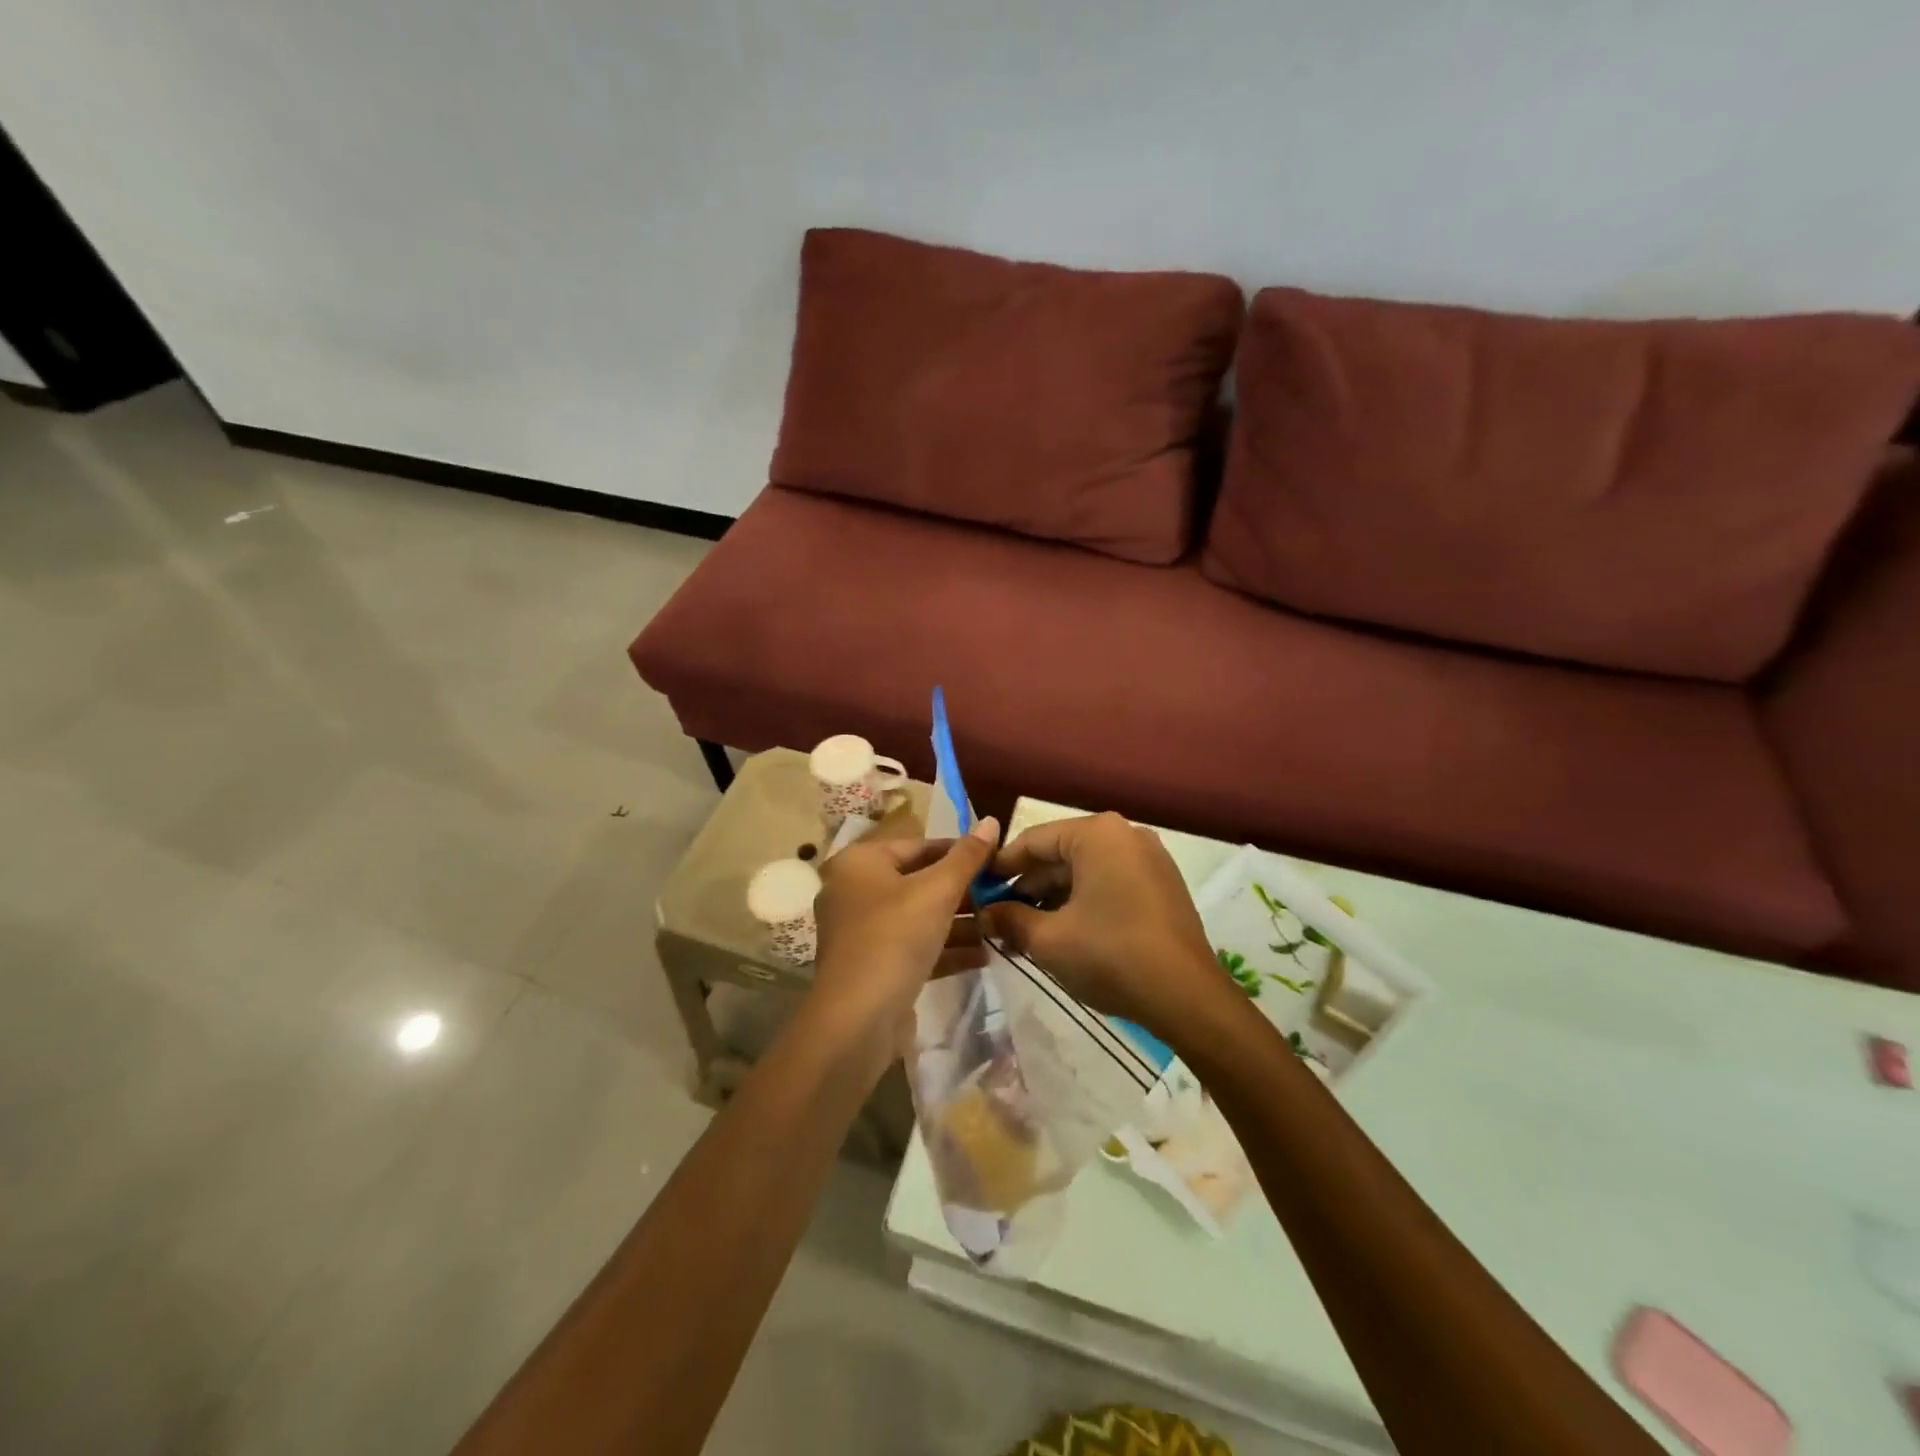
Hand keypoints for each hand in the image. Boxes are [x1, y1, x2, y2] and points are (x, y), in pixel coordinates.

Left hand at [808, 819, 998, 1059]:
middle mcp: (855, 891)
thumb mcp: (937, 891)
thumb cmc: (895, 938)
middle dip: (963, 892)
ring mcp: (862, 932)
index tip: (997, 862)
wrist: (857, 1020)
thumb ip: (967, 857)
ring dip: (959, 922)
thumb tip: (991, 820)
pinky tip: (984, 955)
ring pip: (919, 917)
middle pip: (919, 882)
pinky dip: (945, 948)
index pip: (919, 846)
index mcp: (860, 863)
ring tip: (1000, 926)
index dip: (961, 852)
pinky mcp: (873, 966)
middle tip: (1004, 896)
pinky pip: (914, 947)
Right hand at [976, 812, 1221, 1034]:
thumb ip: (1010, 919)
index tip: (977, 889)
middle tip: (998, 919)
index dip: (1000, 866)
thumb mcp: (1049, 939)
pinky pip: (1110, 883)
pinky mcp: (1162, 885)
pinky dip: (1082, 903)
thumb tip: (986, 913)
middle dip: (1027, 888)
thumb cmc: (1110, 955)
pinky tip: (1062, 933)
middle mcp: (1125, 835)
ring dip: (1053, 899)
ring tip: (1024, 932)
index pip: (1033, 841)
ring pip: (1085, 872)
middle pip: (1060, 855)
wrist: (1187, 998)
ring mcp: (1148, 859)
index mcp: (1098, 834)